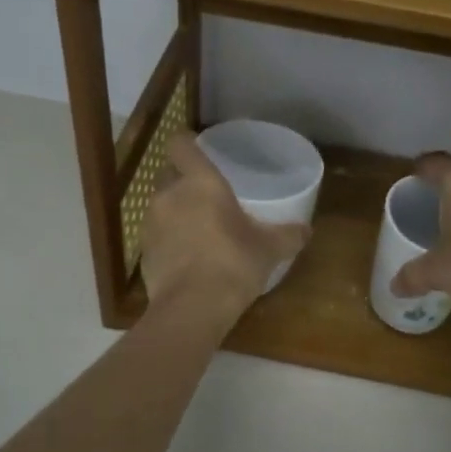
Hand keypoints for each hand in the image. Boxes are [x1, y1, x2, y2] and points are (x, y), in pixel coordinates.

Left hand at [141, 133, 310, 322]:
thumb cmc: (233, 263)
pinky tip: (187, 257)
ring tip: (197, 227)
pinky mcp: (143, 252)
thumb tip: (307, 229)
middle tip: (205, 192)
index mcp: (200, 182)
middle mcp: (169, 195)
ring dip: (175, 211)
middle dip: (182, 179)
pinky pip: (156, 235)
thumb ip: (288, 235)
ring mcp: (151, 224)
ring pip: (160, 205)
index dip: (187, 143)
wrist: (192, 308)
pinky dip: (168, 240)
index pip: (181, 144)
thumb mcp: (269, 249)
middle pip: (168, 173)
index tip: (200, 148)